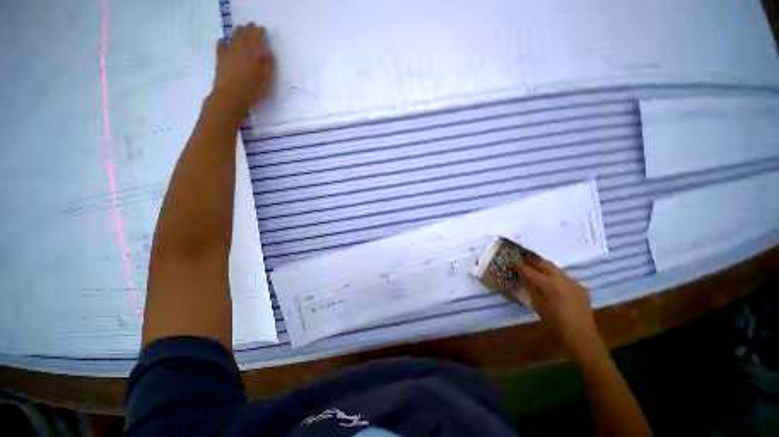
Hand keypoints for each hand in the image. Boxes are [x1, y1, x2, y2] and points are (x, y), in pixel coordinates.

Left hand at [212, 23, 273, 115]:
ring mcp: (228, 54)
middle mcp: (239, 50)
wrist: (230, 97)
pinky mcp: (220, 61)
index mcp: (252, 54)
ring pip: (232, 39)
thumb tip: (268, 52)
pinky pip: (220, 48)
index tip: (262, 29)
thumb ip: (268, 65)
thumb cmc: (251, 90)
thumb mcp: (266, 80)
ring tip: (240, 28)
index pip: (255, 38)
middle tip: (251, 25)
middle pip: (243, 36)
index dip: (259, 32)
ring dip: (236, 32)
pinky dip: (222, 43)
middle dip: (247, 29)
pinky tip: (222, 40)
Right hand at [509, 252, 602, 358]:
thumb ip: (530, 288)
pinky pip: (565, 277)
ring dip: (545, 268)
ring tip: (537, 271)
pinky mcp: (580, 287)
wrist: (581, 335)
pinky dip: (556, 277)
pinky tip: (553, 284)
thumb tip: (523, 278)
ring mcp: (573, 281)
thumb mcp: (537, 305)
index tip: (514, 263)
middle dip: (533, 262)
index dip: (521, 266)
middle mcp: (561, 279)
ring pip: (555, 269)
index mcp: (549, 284)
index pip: (530, 271)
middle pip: (545, 263)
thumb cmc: (554, 322)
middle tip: (524, 262)